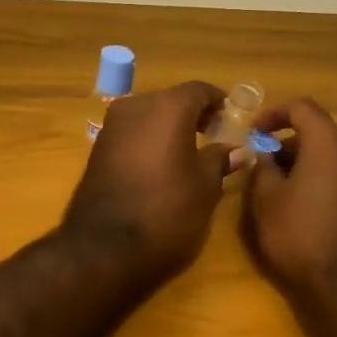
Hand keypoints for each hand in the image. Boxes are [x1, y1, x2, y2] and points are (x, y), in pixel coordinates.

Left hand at [61, 82, 234, 282]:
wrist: (104, 247)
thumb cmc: (166, 210)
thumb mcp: (204, 186)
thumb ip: (220, 160)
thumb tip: (239, 151)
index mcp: (167, 107)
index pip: (199, 90)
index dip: (218, 102)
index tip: (231, 119)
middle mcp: (136, 106)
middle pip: (171, 100)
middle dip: (193, 114)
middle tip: (213, 136)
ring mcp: (112, 126)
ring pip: (149, 116)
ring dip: (169, 128)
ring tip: (189, 154)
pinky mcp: (97, 149)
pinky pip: (132, 134)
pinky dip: (149, 141)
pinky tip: (161, 166)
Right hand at [241, 98, 336, 300]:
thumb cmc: (302, 235)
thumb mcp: (267, 200)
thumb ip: (261, 167)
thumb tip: (263, 154)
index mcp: (331, 141)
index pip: (301, 107)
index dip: (273, 114)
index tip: (253, 133)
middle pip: (319, 131)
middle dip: (288, 142)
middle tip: (262, 164)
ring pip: (333, 154)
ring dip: (306, 161)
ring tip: (279, 187)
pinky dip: (323, 178)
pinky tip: (303, 205)